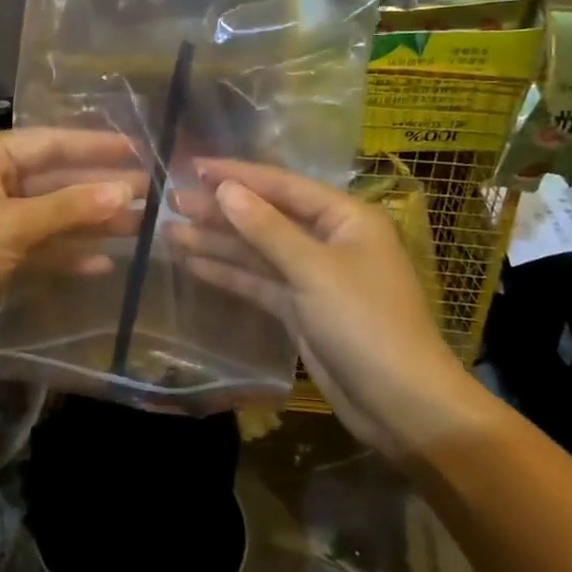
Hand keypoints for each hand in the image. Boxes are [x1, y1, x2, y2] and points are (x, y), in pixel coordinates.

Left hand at [0, 128, 140, 378]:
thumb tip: (126, 189)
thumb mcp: (12, 226)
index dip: (96, 146)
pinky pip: (37, 247)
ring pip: (49, 215)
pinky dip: (66, 253)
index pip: (50, 142)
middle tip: (150, 193)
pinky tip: (103, 262)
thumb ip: (70, 207)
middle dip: (98, 187)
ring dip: (89, 222)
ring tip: (138, 227)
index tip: (140, 148)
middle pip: (53, 179)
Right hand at [171, 160, 498, 460]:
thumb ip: (266, 228)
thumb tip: (224, 189)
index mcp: (344, 218)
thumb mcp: (314, 270)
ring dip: (217, 242)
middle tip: (170, 202)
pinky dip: (229, 274)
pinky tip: (193, 264)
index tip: (192, 167)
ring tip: (170, 233)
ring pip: (258, 251)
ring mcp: (313, 276)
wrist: (402, 404)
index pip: (282, 185)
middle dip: (220, 210)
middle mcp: (328, 240)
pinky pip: (259, 282)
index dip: (236, 175)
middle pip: (266, 217)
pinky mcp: (300, 309)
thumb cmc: (366, 323)